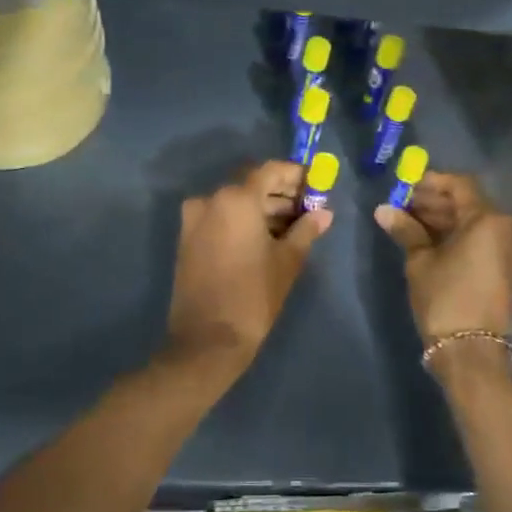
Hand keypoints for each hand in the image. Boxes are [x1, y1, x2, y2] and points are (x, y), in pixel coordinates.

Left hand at [162, 160, 331, 373]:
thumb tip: (324, 214)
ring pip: (235, 202)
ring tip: (292, 227)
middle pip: (251, 185)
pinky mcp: (187, 239)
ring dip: (262, 209)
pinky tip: (267, 238)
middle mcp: (210, 200)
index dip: (295, 175)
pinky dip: (243, 221)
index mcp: (236, 199)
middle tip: (307, 207)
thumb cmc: (254, 296)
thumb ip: (306, 230)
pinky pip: (220, 218)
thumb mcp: (287, 261)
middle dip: (280, 193)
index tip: (315, 184)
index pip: (270, 171)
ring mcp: (194, 220)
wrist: (208, 340)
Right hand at [375, 171, 511, 347]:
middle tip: (405, 206)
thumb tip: (383, 209)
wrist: (472, 351)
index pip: (460, 185)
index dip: (432, 182)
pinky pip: (486, 240)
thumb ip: (406, 229)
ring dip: (448, 220)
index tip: (407, 187)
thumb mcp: (420, 261)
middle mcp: (509, 227)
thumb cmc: (445, 298)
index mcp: (489, 219)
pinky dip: (462, 236)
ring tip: (414, 224)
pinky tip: (434, 241)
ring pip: (478, 222)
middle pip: (470, 203)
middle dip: (437, 203)